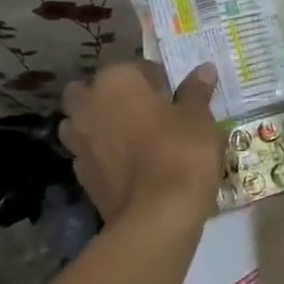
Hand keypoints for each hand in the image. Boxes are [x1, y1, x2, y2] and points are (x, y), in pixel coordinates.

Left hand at [60, 61, 223, 223]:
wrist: (156, 216)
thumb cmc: (181, 152)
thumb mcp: (199, 117)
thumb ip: (196, 91)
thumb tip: (204, 69)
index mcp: (116, 81)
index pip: (137, 67)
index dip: (158, 80)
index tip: (175, 96)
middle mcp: (88, 105)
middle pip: (92, 90)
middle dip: (113, 95)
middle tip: (146, 110)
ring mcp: (78, 142)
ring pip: (82, 122)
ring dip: (101, 123)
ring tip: (134, 137)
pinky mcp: (80, 175)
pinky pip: (90, 153)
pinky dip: (103, 154)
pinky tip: (130, 165)